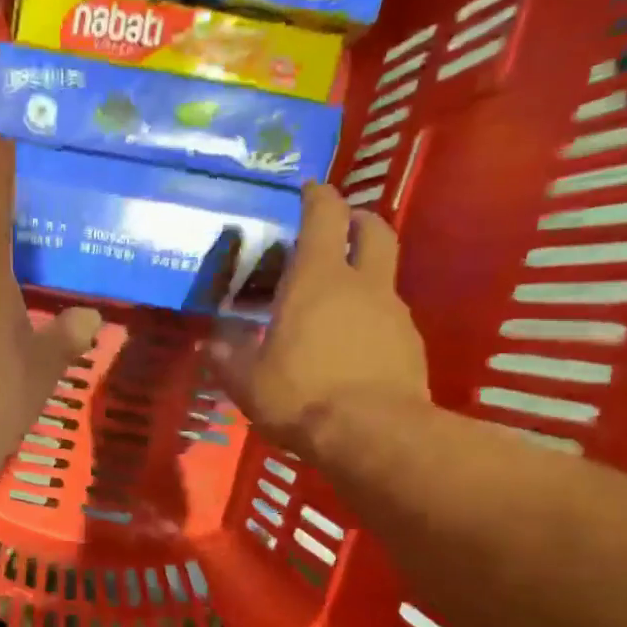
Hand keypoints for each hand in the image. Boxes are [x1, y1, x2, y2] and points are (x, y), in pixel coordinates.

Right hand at [207, 184, 428, 463]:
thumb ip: (229, 359)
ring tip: (334, 308)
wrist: (373, 436)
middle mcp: (363, 284)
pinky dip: (372, 321)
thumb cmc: (301, 396)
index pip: (325, 214)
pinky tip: (353, 350)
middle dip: (356, 221)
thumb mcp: (248, 382)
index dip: (317, 195)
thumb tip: (215, 347)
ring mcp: (394, 313)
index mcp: (317, 279)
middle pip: (373, 229)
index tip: (308, 190)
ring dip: (363, 278)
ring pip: (383, 277)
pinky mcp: (411, 345)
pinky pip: (390, 319)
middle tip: (337, 231)